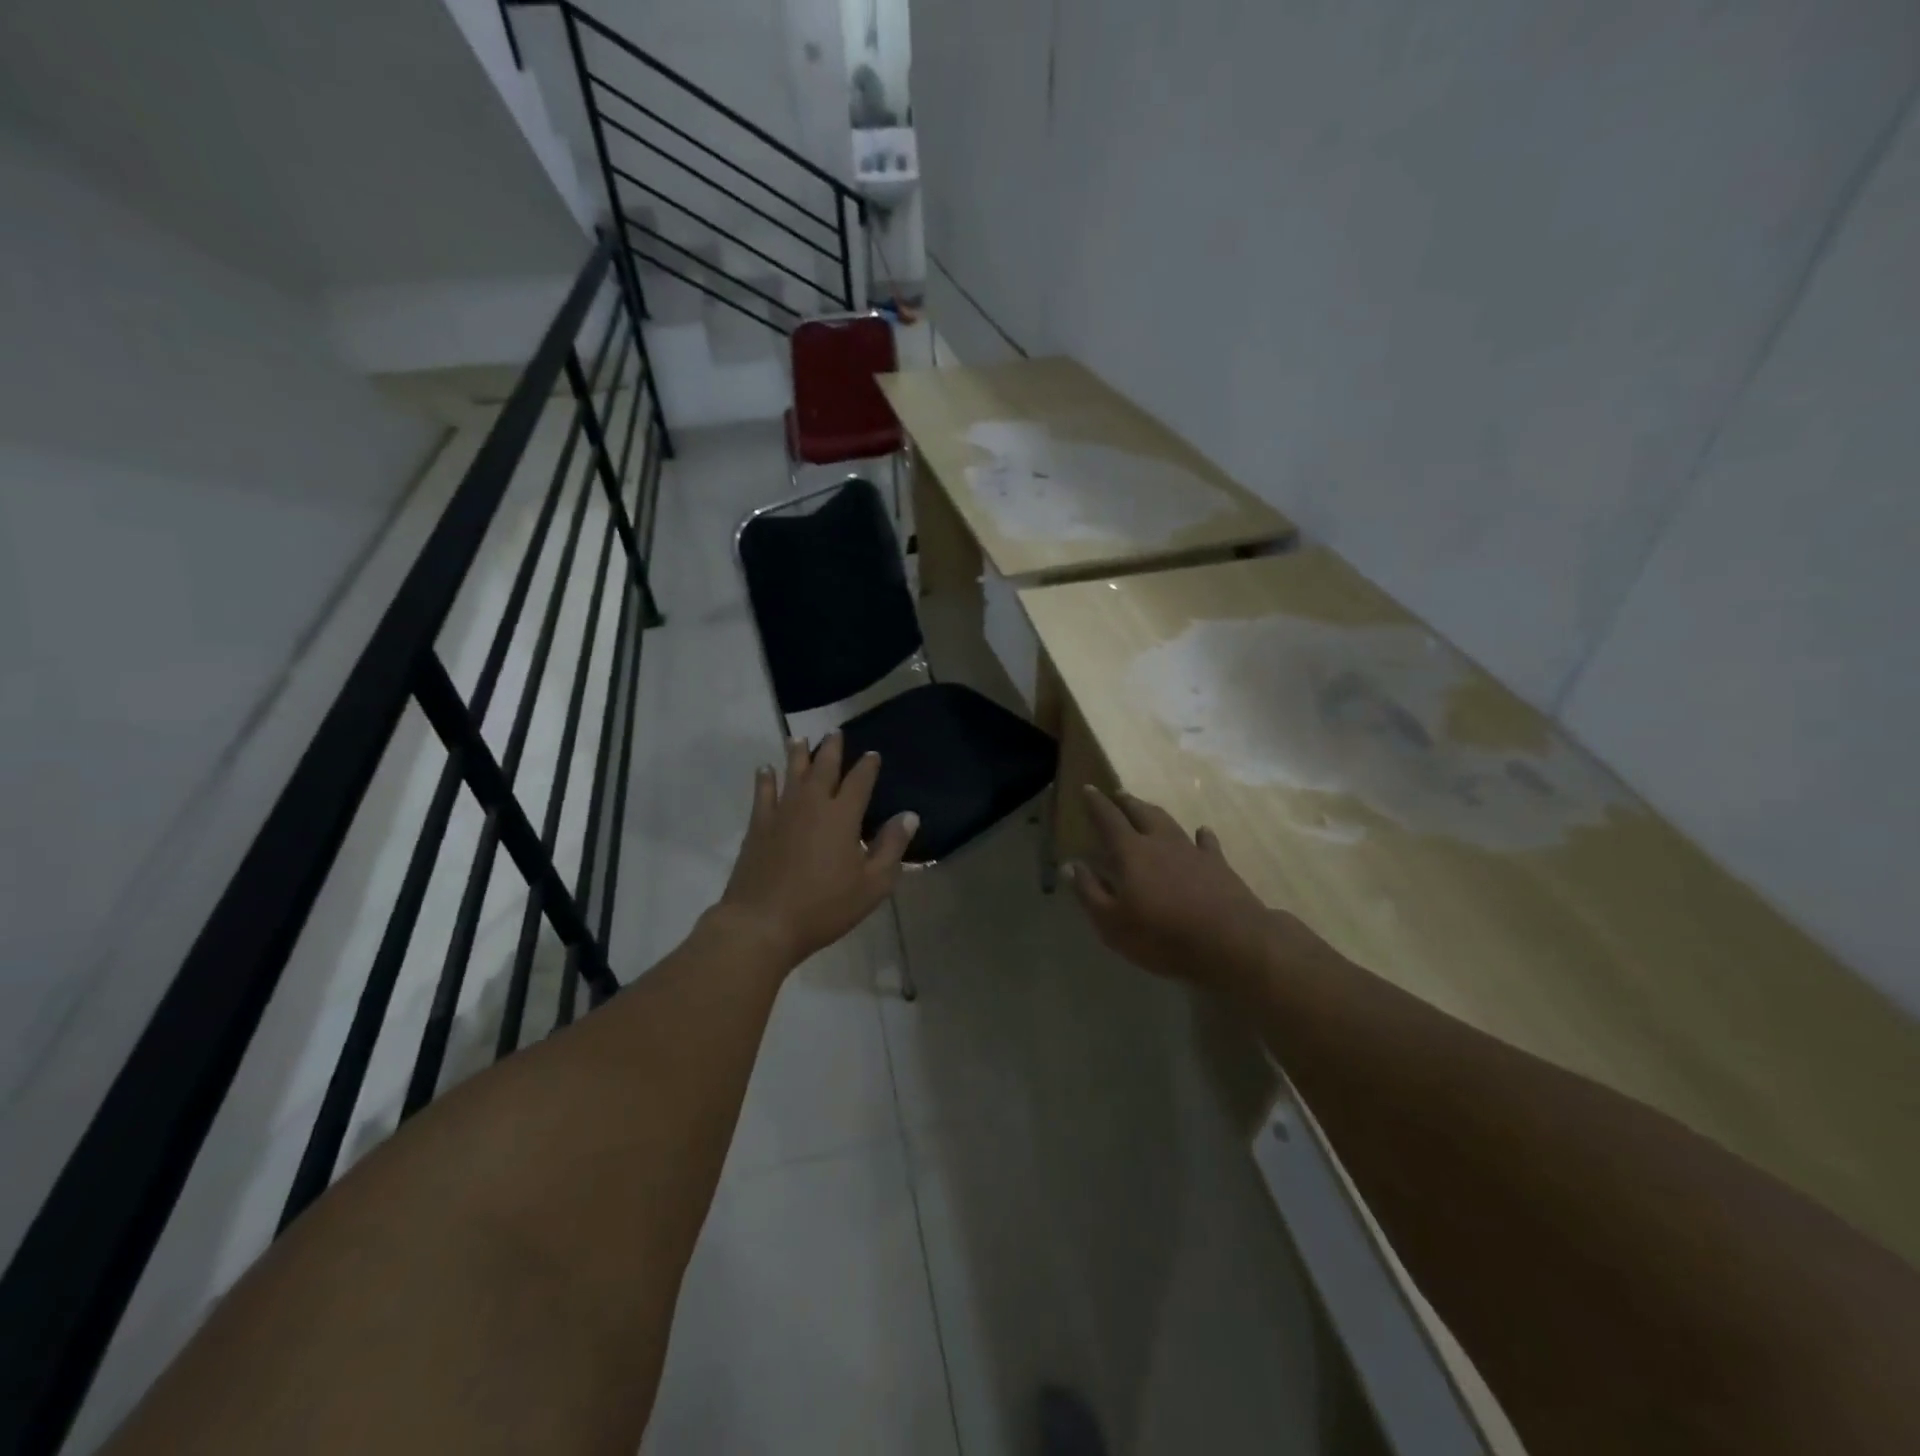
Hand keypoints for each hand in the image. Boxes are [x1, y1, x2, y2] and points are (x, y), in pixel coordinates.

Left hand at [717, 732, 917, 968]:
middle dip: (832, 748)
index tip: (873, 755)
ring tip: (800, 738)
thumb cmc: (824, 907)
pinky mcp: (758, 826)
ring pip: (792, 773)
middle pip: (824, 767)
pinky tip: (765, 769)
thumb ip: (891, 847)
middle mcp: (813, 804)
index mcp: (843, 815)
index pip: (860, 781)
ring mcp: (782, 812)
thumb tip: (909, 815)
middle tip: (835, 732)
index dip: (868, 766)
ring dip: (797, 754)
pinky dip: (765, 779)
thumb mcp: (872, 884)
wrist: (763, 923)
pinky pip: (763, 793)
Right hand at [1066, 787, 1287, 988]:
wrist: (1231, 942)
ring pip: (1170, 822)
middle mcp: (1161, 842)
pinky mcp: (1219, 865)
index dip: (1096, 803)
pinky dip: (1201, 835)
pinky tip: (1201, 832)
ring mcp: (1193, 851)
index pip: (1108, 819)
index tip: (1088, 788)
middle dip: (1126, 802)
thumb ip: (1089, 892)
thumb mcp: (1112, 923)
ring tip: (1146, 807)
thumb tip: (1070, 865)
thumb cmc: (1163, 936)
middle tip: (1117, 794)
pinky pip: (1207, 842)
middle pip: (1141, 813)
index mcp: (1131, 853)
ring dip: (1155, 812)